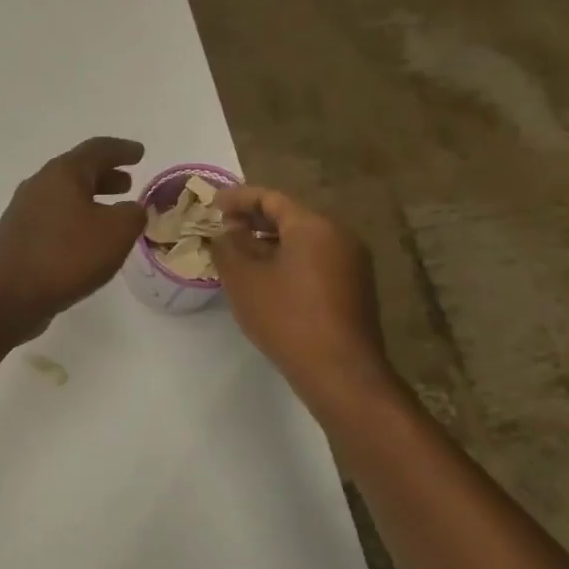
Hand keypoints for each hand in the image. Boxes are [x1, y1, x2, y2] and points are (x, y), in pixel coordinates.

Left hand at [0, 137, 146, 339]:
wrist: (5, 295)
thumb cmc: (65, 256)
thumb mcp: (115, 233)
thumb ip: (132, 215)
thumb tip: (132, 209)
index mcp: (62, 173)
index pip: (97, 149)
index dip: (122, 150)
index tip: (140, 152)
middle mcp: (39, 185)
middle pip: (77, 172)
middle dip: (105, 175)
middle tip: (127, 183)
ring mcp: (23, 212)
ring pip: (64, 197)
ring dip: (89, 200)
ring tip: (111, 212)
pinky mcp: (17, 238)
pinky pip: (54, 220)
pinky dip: (75, 221)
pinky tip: (85, 241)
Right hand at [210, 185, 399, 412]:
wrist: (339, 370)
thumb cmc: (286, 317)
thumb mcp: (243, 279)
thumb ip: (228, 246)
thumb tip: (226, 231)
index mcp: (313, 225)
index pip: (270, 198)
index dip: (237, 198)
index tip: (212, 204)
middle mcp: (339, 234)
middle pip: (290, 216)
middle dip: (254, 220)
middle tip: (223, 228)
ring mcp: (352, 261)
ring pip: (303, 239)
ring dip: (270, 242)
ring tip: (240, 254)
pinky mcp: (355, 286)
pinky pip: (315, 259)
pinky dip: (288, 259)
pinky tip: (267, 278)